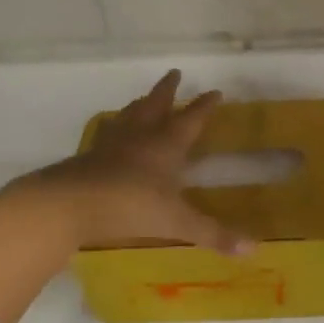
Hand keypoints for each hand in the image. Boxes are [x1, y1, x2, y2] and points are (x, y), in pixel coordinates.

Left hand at [16, 70, 253, 255]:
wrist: (70, 205)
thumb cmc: (130, 206)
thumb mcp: (177, 223)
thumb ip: (213, 234)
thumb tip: (253, 248)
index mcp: (165, 146)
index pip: (190, 119)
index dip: (204, 106)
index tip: (215, 92)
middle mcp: (139, 137)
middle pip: (155, 105)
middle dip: (167, 90)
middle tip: (175, 73)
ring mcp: (110, 145)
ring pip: (129, 115)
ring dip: (139, 105)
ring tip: (143, 99)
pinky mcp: (88, 157)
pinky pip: (105, 135)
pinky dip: (113, 128)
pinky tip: (110, 133)